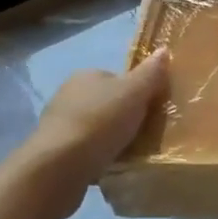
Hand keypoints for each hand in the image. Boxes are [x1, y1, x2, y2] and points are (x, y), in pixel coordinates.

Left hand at [18, 49, 169, 218]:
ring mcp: (58, 125)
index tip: (151, 110)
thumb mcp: (134, 93)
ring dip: (110, 140)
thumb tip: (163, 50)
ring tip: (130, 155)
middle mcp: (68, 95)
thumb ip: (150, 73)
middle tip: (145, 134)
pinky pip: (85, 151)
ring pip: (95, 129)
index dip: (137, 93)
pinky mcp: (55, 153)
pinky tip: (110, 168)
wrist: (59, 167)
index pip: (117, 79)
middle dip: (124, 117)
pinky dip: (98, 158)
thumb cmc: (100, 122)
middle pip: (107, 104)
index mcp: (86, 76)